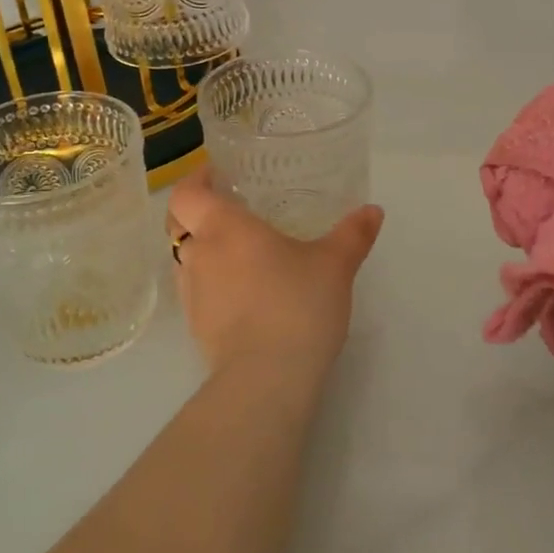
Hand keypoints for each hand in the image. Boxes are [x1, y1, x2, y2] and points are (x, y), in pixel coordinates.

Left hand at [165, 170, 384, 381]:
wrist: (267, 378)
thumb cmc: (296, 304)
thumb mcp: (335, 264)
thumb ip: (353, 234)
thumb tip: (373, 211)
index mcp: (223, 228)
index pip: (186, 193)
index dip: (196, 180)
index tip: (216, 174)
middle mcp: (199, 255)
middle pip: (180, 225)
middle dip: (199, 214)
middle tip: (233, 211)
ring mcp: (193, 295)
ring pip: (187, 260)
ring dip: (205, 251)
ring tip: (241, 253)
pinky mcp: (197, 328)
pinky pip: (197, 292)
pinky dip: (212, 284)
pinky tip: (244, 293)